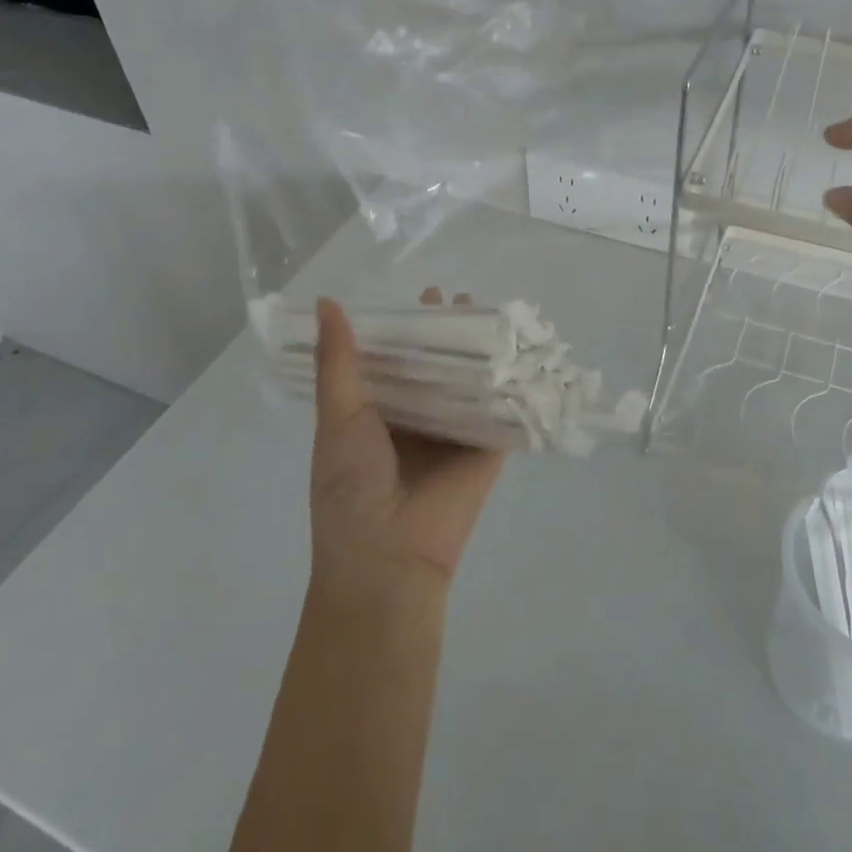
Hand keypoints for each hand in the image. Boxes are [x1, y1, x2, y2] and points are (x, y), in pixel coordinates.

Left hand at [309, 295, 502, 597]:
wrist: (386, 557)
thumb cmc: (350, 486)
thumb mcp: (338, 417)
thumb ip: (338, 361)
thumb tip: (326, 301)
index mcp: (380, 411)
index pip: (399, 358)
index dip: (411, 327)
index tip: (426, 295)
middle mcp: (420, 417)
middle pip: (440, 365)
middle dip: (452, 334)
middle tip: (464, 298)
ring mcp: (456, 433)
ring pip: (473, 383)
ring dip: (484, 352)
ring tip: (497, 315)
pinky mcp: (487, 448)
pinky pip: (501, 411)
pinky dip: (512, 385)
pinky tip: (525, 351)